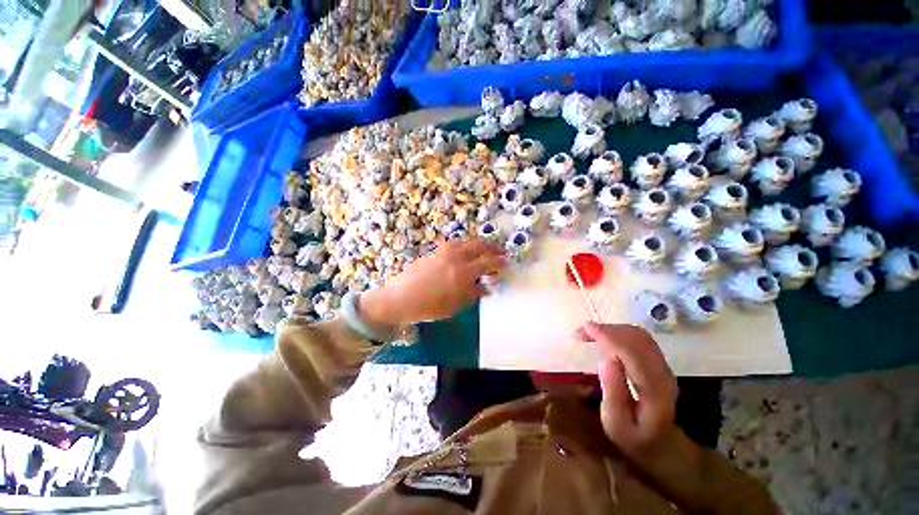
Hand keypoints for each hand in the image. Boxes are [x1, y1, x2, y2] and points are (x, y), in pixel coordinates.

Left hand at [360, 240, 506, 326]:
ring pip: (467, 241)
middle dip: (493, 248)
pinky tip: (466, 252)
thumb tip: (486, 287)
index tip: (507, 263)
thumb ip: (473, 293)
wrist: (401, 298)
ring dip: (479, 244)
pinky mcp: (435, 250)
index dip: (500, 262)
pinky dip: (465, 245)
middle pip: (480, 246)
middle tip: (501, 252)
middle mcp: (456, 257)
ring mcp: (444, 251)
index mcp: (463, 272)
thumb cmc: (430, 307)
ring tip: (485, 250)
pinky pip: (455, 244)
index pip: (488, 262)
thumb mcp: (456, 305)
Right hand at [578, 323, 678, 459]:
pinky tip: (605, 337)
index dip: (608, 336)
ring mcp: (664, 367)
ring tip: (590, 334)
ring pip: (639, 335)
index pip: (632, 352)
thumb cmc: (634, 439)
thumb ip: (613, 394)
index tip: (585, 329)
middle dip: (607, 329)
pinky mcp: (659, 363)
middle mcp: (663, 373)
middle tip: (582, 332)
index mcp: (653, 390)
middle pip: (637, 338)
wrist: (664, 446)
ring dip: (613, 329)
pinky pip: (640, 339)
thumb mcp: (616, 426)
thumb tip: (607, 360)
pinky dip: (619, 332)